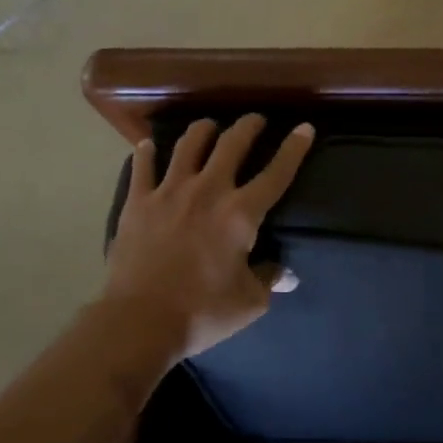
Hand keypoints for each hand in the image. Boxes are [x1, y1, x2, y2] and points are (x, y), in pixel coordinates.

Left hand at [102, 115, 314, 364]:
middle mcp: (208, 191)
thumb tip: (285, 273)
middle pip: (231, 144)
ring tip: (209, 127)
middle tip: (255, 120)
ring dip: (203, 130)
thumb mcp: (250, 302)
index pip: (276, 173)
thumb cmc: (202, 312)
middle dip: (248, 126)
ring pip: (188, 144)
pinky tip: (150, 146)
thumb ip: (270, 278)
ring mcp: (168, 192)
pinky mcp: (138, 202)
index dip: (294, 148)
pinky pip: (143, 167)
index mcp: (241, 214)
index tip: (304, 128)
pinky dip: (148, 153)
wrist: (139, 321)